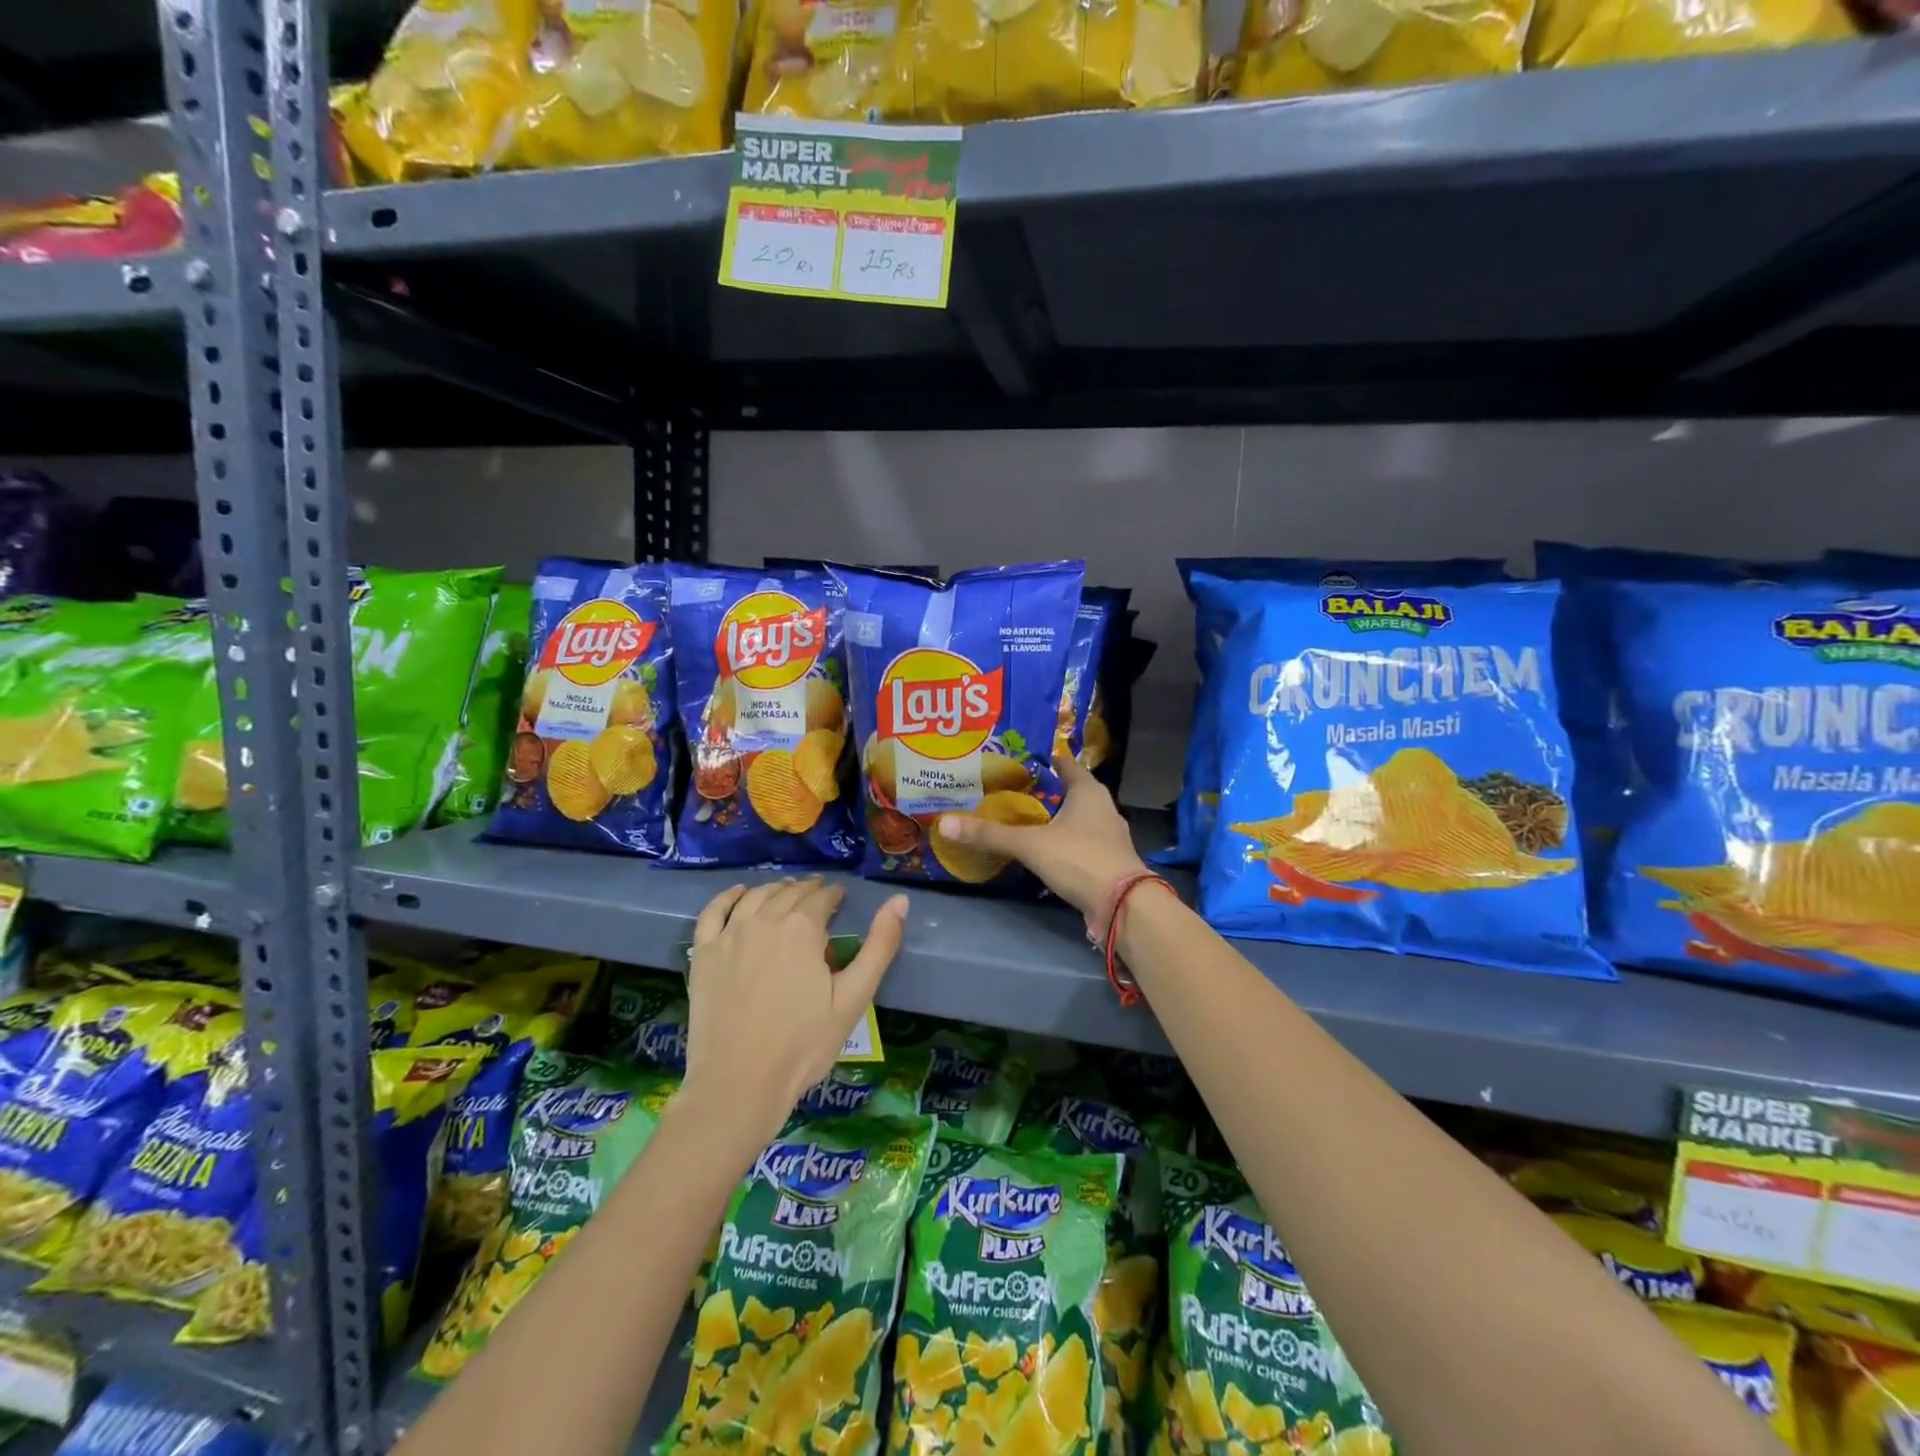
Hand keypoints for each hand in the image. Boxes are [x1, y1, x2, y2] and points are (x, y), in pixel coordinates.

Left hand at [679, 878, 907, 1144]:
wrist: (738, 1084)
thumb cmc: (803, 1045)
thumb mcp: (853, 998)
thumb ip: (880, 946)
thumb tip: (900, 900)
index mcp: (803, 928)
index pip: (822, 897)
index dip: (835, 895)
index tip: (841, 899)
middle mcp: (764, 919)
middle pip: (790, 893)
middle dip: (808, 890)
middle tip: (819, 896)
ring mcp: (729, 935)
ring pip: (756, 896)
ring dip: (776, 888)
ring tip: (787, 891)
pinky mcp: (703, 953)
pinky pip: (713, 911)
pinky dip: (728, 896)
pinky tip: (740, 893)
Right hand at [938, 754, 1146, 917]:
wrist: (1123, 905)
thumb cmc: (1079, 858)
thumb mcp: (1030, 844)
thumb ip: (990, 835)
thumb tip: (944, 823)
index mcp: (1089, 792)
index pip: (1067, 765)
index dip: (1047, 760)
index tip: (1023, 759)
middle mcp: (1104, 808)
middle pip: (1073, 792)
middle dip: (1048, 791)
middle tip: (1015, 790)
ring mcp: (1110, 837)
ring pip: (1079, 819)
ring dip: (1057, 818)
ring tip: (1026, 820)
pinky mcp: (1109, 861)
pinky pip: (1083, 843)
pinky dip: (1065, 842)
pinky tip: (1046, 851)